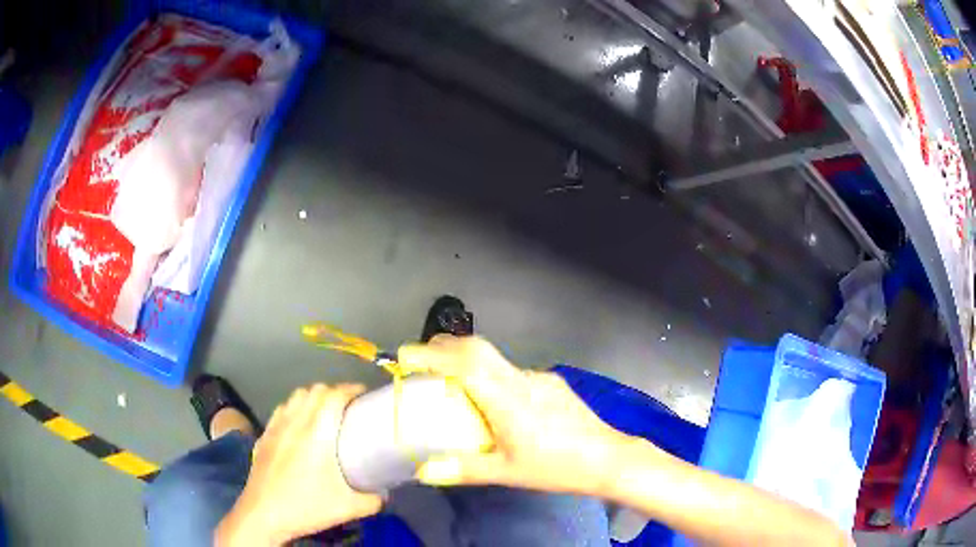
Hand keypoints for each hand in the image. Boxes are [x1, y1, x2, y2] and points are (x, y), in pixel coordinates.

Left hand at [216, 384, 381, 545]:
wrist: (264, 513)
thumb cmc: (308, 506)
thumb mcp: (350, 508)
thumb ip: (374, 499)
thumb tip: (383, 493)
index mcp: (318, 431)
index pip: (334, 395)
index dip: (351, 389)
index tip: (364, 395)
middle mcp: (295, 421)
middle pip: (314, 390)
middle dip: (333, 391)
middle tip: (347, 406)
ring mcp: (275, 427)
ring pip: (294, 397)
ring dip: (311, 398)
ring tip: (323, 413)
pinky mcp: (263, 437)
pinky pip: (281, 412)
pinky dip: (293, 410)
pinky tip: (297, 428)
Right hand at [398, 335, 628, 494]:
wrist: (608, 458)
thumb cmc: (557, 468)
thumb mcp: (507, 473)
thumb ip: (463, 470)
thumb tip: (423, 471)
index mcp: (508, 400)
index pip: (464, 364)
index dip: (432, 355)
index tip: (404, 355)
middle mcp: (522, 380)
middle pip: (477, 348)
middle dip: (443, 346)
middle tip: (418, 360)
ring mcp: (540, 377)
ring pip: (495, 358)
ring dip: (466, 359)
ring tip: (449, 381)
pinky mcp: (552, 382)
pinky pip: (511, 371)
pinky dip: (490, 374)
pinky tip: (492, 400)